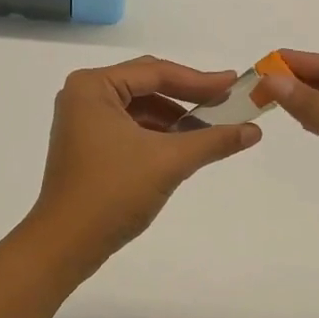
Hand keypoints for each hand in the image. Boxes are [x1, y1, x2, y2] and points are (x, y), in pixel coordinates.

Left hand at [29, 57, 261, 266]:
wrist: (64, 245)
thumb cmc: (112, 193)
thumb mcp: (168, 162)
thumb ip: (212, 141)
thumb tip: (253, 131)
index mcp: (93, 86)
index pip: (155, 72)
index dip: (199, 80)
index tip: (235, 84)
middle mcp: (84, 94)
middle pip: (146, 85)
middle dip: (187, 96)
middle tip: (226, 101)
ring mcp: (82, 120)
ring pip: (139, 107)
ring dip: (174, 117)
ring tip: (211, 129)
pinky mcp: (86, 143)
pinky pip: (129, 126)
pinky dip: (156, 134)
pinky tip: (183, 146)